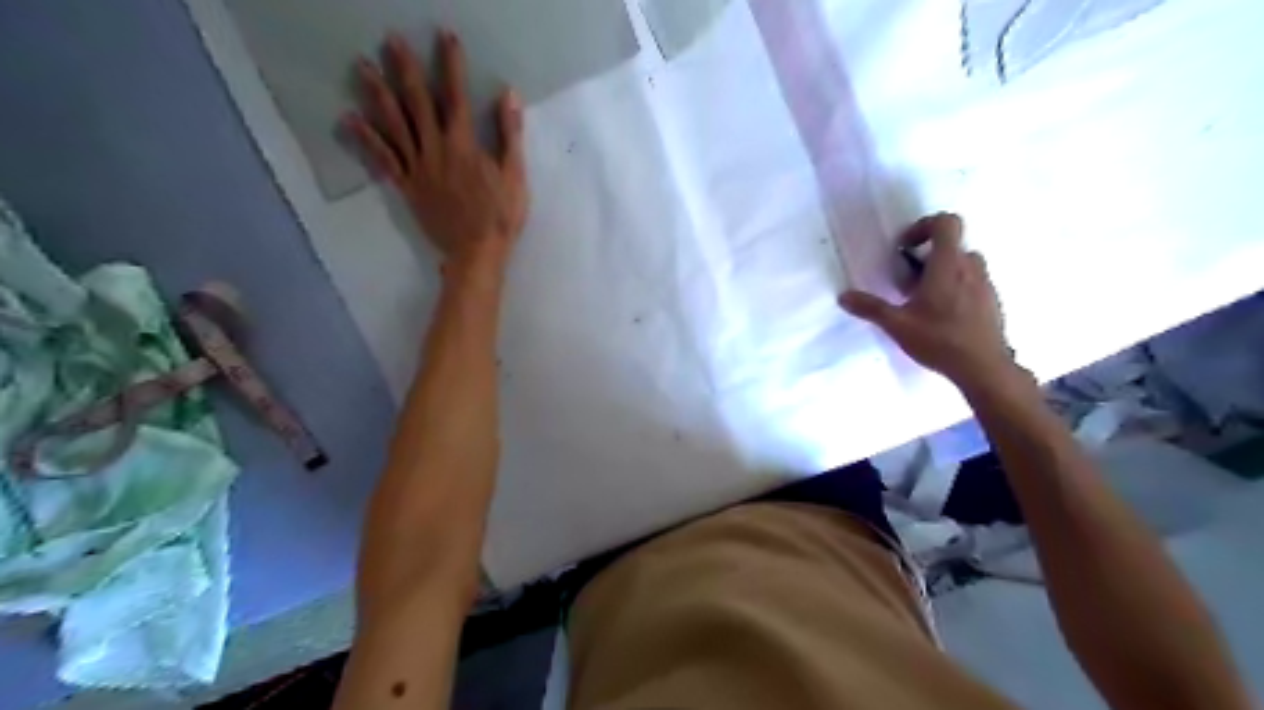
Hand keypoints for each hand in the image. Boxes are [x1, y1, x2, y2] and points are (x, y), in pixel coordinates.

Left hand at [341, 31, 528, 282]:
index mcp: (464, 146)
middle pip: (418, 103)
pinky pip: (384, 159)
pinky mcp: (407, 187)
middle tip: (389, 40)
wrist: (476, 252)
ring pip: (394, 125)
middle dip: (405, 69)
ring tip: (361, 67)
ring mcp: (417, 168)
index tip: (446, 37)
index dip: (451, 65)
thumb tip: (508, 95)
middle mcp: (436, 150)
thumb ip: (510, 135)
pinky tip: (350, 119)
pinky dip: (367, 139)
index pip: (456, 97)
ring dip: (378, 94)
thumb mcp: (515, 176)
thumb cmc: (501, 216)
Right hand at [843, 214, 1014, 391]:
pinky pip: (972, 282)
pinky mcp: (992, 301)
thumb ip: (870, 308)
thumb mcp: (897, 325)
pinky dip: (956, 288)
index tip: (905, 248)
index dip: (923, 226)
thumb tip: (843, 296)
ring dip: (943, 271)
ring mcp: (985, 284)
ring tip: (923, 299)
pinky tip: (941, 316)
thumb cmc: (939, 340)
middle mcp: (970, 267)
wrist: (984, 368)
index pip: (946, 222)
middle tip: (909, 280)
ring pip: (963, 263)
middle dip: (928, 255)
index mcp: (948, 265)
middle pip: (952, 244)